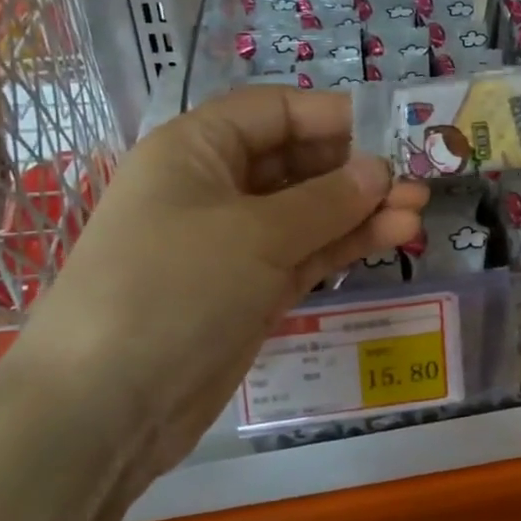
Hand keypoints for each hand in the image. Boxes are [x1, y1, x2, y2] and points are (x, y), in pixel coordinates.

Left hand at [15, 87, 426, 484]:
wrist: (103, 409)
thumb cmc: (174, 288)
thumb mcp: (256, 234)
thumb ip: (327, 198)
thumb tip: (381, 170)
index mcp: (197, 149)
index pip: (275, 112)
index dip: (333, 116)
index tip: (391, 130)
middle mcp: (214, 187)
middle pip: (297, 161)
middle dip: (356, 169)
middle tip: (416, 180)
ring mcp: (233, 242)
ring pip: (308, 211)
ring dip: (361, 209)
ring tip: (418, 212)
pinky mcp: (250, 288)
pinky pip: (306, 252)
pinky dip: (346, 243)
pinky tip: (394, 236)